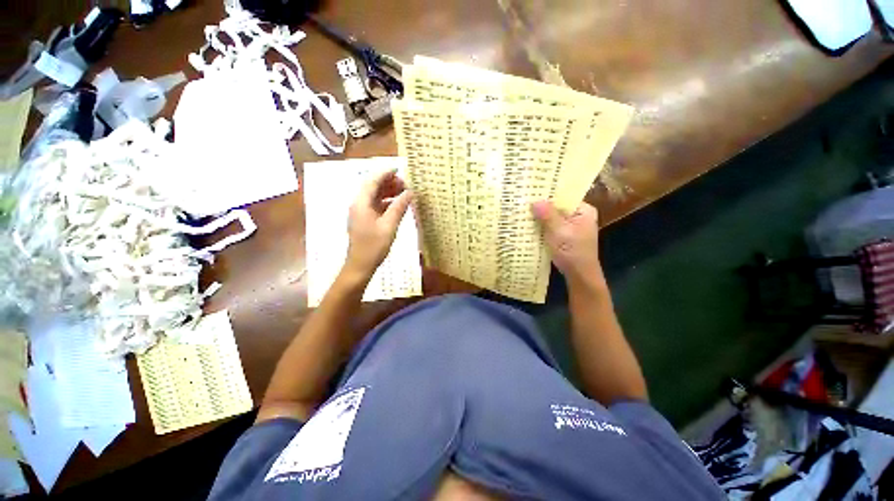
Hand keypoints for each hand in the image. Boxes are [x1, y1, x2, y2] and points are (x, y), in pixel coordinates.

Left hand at [344, 169, 412, 277]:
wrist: (360, 265)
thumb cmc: (374, 246)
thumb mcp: (389, 225)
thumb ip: (399, 207)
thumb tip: (410, 193)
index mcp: (361, 203)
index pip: (372, 181)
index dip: (385, 173)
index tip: (399, 170)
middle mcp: (359, 204)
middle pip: (373, 187)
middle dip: (388, 183)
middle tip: (406, 184)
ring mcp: (361, 213)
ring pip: (375, 196)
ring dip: (388, 192)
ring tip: (404, 192)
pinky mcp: (365, 220)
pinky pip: (376, 205)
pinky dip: (386, 202)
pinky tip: (398, 205)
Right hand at [531, 200, 602, 288]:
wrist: (579, 275)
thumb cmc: (572, 252)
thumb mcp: (559, 232)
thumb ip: (548, 216)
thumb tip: (535, 201)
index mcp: (583, 210)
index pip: (564, 196)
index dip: (548, 194)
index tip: (531, 191)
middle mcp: (579, 215)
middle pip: (558, 206)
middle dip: (542, 205)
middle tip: (523, 201)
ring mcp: (571, 226)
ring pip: (553, 216)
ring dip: (540, 216)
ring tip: (523, 210)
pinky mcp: (564, 235)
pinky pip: (551, 226)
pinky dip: (542, 225)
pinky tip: (529, 224)